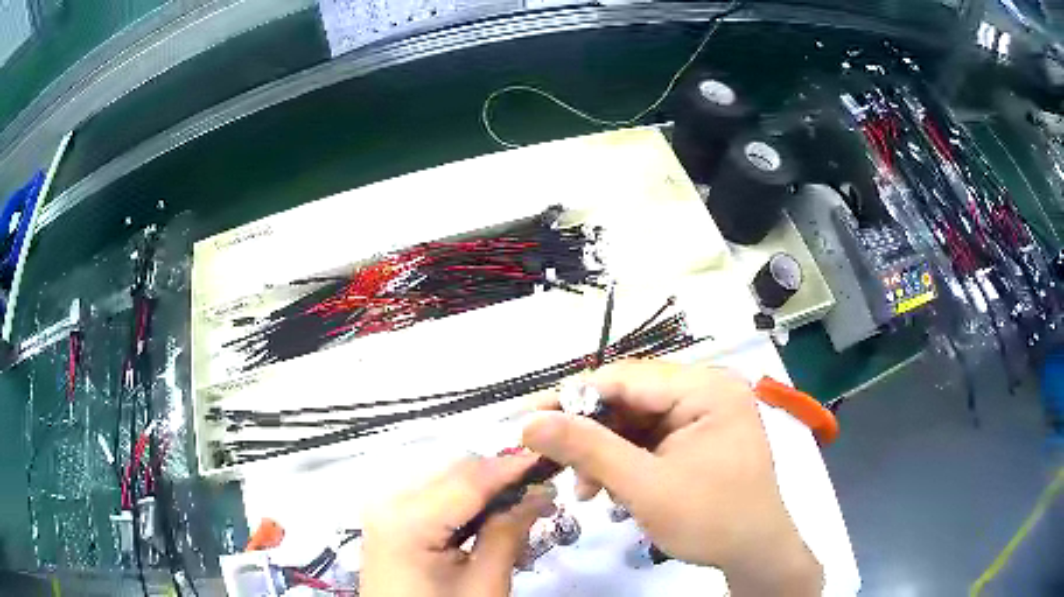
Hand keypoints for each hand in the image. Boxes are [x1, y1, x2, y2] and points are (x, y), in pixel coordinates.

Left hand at [360, 454, 555, 596]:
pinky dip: (463, 504)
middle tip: (541, 500)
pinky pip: (432, 497)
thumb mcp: (484, 583)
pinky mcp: (388, 520)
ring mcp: (385, 509)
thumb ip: (508, 533)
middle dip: (499, 480)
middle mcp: (389, 502)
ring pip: (444, 480)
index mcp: (407, 520)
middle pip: (454, 472)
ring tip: (520, 517)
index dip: (511, 467)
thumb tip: (539, 493)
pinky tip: (487, 525)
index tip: (549, 460)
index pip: (468, 478)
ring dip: (484, 492)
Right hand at [522, 360, 822, 595]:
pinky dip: (623, 463)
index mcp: (705, 387)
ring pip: (634, 422)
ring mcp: (703, 413)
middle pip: (629, 400)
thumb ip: (588, 449)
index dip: (571, 398)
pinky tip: (608, 490)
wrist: (754, 553)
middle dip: (589, 435)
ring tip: (585, 490)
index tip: (526, 421)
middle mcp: (706, 390)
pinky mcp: (697, 436)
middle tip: (554, 464)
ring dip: (603, 454)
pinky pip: (648, 439)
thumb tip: (530, 422)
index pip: (625, 378)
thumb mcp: (645, 486)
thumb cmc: (710, 519)